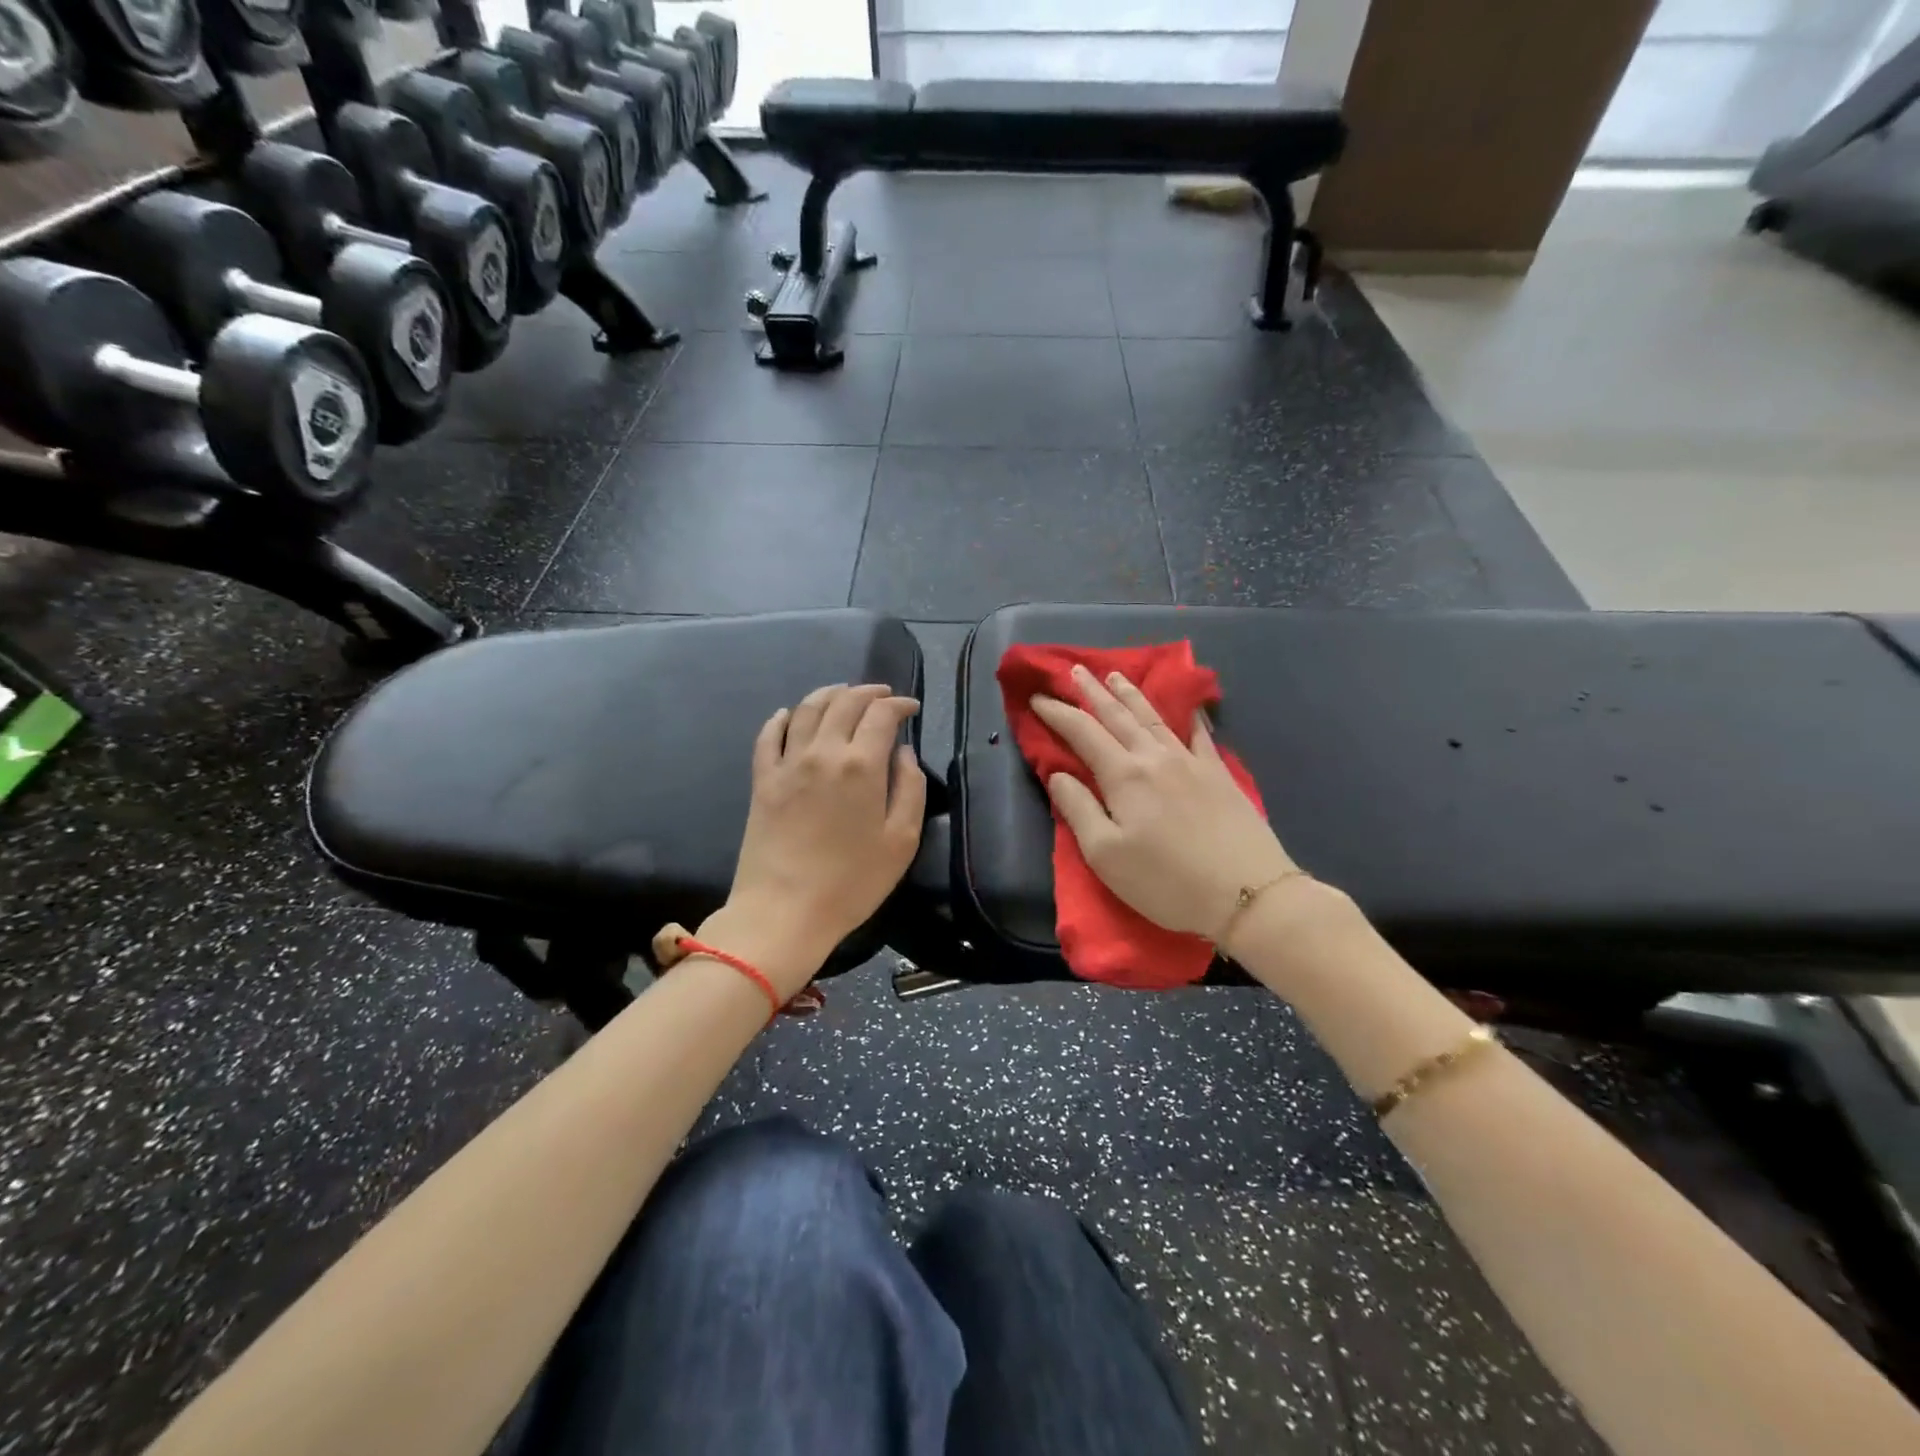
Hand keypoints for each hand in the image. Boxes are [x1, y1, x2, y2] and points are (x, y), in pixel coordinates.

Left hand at [713, 683, 925, 994]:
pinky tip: (790, 714)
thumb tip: (904, 754)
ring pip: (807, 709)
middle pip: (845, 702)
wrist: (783, 911)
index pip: (882, 714)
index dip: (900, 705)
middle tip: (883, 697)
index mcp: (862, 765)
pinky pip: (769, 735)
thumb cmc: (852, 882)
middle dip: (868, 693)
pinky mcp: (762, 780)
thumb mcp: (901, 841)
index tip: (911, 708)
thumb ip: (910, 789)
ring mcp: (787, 763)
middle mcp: (823, 752)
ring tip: (843, 694)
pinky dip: (782, 718)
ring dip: (829, 694)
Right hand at [1031, 666, 1296, 944]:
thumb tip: (1058, 774)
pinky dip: (1187, 714)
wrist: (1248, 893)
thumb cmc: (1166, 881)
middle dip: (1092, 691)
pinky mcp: (1220, 773)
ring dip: (1131, 694)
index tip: (1037, 698)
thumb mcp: (1105, 855)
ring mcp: (1192, 761)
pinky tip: (1185, 705)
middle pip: (1118, 715)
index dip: (1057, 712)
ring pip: (1154, 717)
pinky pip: (1199, 733)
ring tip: (1116, 675)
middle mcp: (1155, 757)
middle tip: (1075, 670)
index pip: (1082, 732)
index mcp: (1123, 775)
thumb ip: (1078, 809)